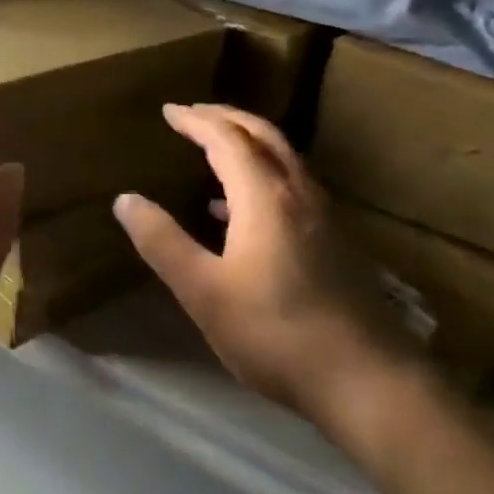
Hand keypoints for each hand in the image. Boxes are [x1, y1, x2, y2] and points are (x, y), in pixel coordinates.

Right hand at [112, 103, 420, 436]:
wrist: (368, 382)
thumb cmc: (275, 333)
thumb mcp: (203, 290)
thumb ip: (162, 242)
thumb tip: (125, 199)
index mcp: (266, 198)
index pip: (228, 139)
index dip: (196, 120)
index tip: (169, 111)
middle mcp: (300, 196)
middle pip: (264, 137)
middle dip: (227, 118)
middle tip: (194, 113)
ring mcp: (324, 220)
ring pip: (284, 161)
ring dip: (248, 144)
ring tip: (213, 149)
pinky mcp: (334, 245)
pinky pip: (292, 188)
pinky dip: (261, 177)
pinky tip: (238, 210)